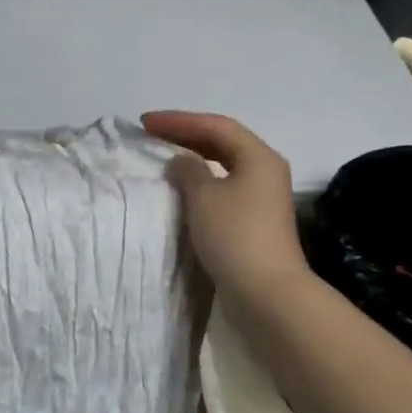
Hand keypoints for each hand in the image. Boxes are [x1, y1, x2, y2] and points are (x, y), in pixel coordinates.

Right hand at [141, 111, 311, 312]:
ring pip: (224, 164)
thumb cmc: (234, 235)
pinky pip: (224, 185)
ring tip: (164, 154)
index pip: (215, 126)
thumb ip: (188, 171)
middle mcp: (265, 170)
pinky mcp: (254, 219)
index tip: (145, 123)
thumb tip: (182, 161)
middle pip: (223, 141)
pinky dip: (201, 179)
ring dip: (194, 156)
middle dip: (186, 134)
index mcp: (258, 157)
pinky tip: (182, 186)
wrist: (267, 291)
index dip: (178, 121)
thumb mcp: (203, 197)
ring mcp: (262, 196)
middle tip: (152, 133)